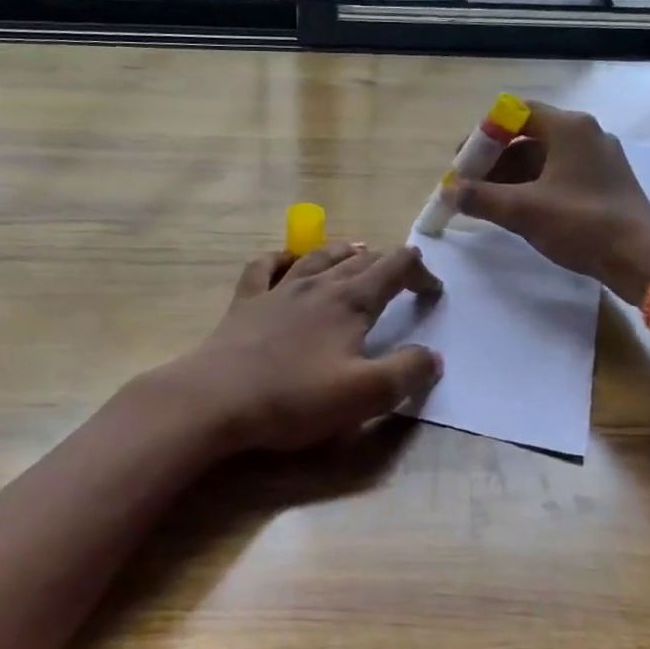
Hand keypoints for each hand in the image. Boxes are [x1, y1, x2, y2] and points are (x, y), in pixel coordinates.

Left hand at [166, 242, 444, 453]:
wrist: (216, 399)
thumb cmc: (294, 397)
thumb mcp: (363, 394)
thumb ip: (406, 373)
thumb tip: (433, 356)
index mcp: (350, 302)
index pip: (396, 268)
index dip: (421, 274)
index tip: (433, 293)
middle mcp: (317, 285)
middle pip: (360, 261)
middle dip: (388, 263)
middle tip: (403, 275)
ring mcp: (278, 290)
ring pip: (317, 257)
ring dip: (342, 252)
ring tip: (357, 249)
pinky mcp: (246, 302)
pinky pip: (265, 266)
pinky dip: (282, 257)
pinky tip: (286, 259)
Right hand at [447, 103, 649, 303]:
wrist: (640, 258)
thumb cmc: (581, 224)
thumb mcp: (523, 211)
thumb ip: (481, 198)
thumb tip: (450, 191)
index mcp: (569, 127)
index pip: (515, 113)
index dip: (484, 135)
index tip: (463, 161)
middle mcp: (585, 134)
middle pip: (528, 136)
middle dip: (494, 159)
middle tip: (469, 184)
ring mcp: (598, 158)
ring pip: (544, 157)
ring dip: (512, 176)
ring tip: (487, 201)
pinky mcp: (605, 181)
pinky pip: (560, 174)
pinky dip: (534, 186)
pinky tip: (518, 210)